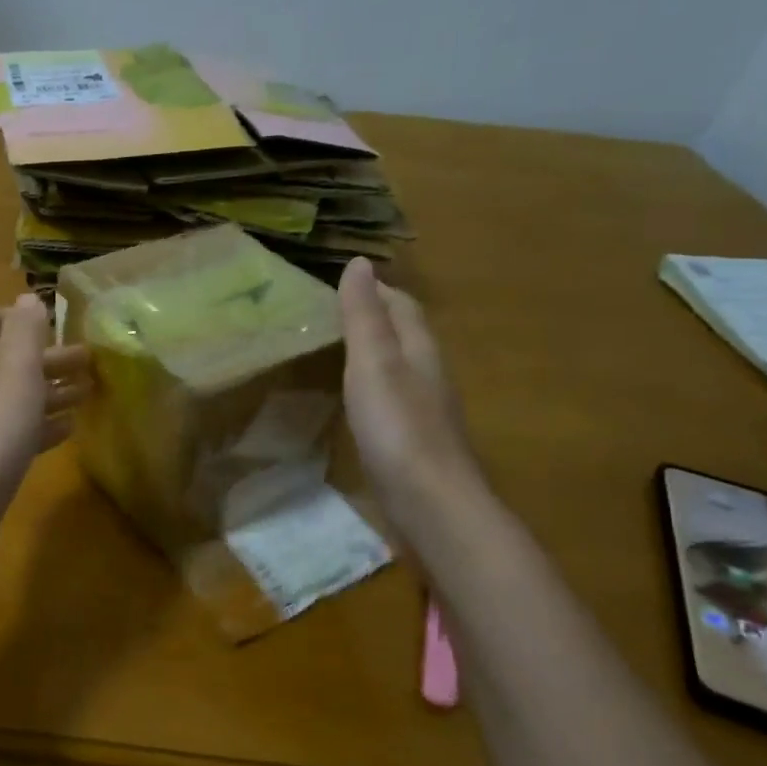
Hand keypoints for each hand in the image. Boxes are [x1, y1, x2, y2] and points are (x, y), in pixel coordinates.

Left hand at [0, 294, 91, 577]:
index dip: (22, 318)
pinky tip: (68, 430)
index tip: (60, 326)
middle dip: (46, 357)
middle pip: (3, 360)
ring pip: (10, 398)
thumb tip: (26, 297)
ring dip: (48, 391)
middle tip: (91, 362)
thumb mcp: (12, 368)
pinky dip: (38, 425)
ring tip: (88, 393)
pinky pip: (10, 433)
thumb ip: (24, 329)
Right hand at [338, 256, 481, 525]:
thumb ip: (364, 316)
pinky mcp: (414, 442)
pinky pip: (394, 399)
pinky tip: (358, 401)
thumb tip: (359, 262)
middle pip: (406, 334)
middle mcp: (428, 375)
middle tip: (336, 313)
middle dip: (377, 318)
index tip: (344, 282)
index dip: (377, 290)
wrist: (430, 502)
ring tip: (340, 350)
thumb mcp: (374, 363)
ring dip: (376, 352)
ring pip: (401, 367)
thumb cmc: (398, 426)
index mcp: (419, 350)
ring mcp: (425, 412)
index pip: (402, 306)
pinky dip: (374, 387)